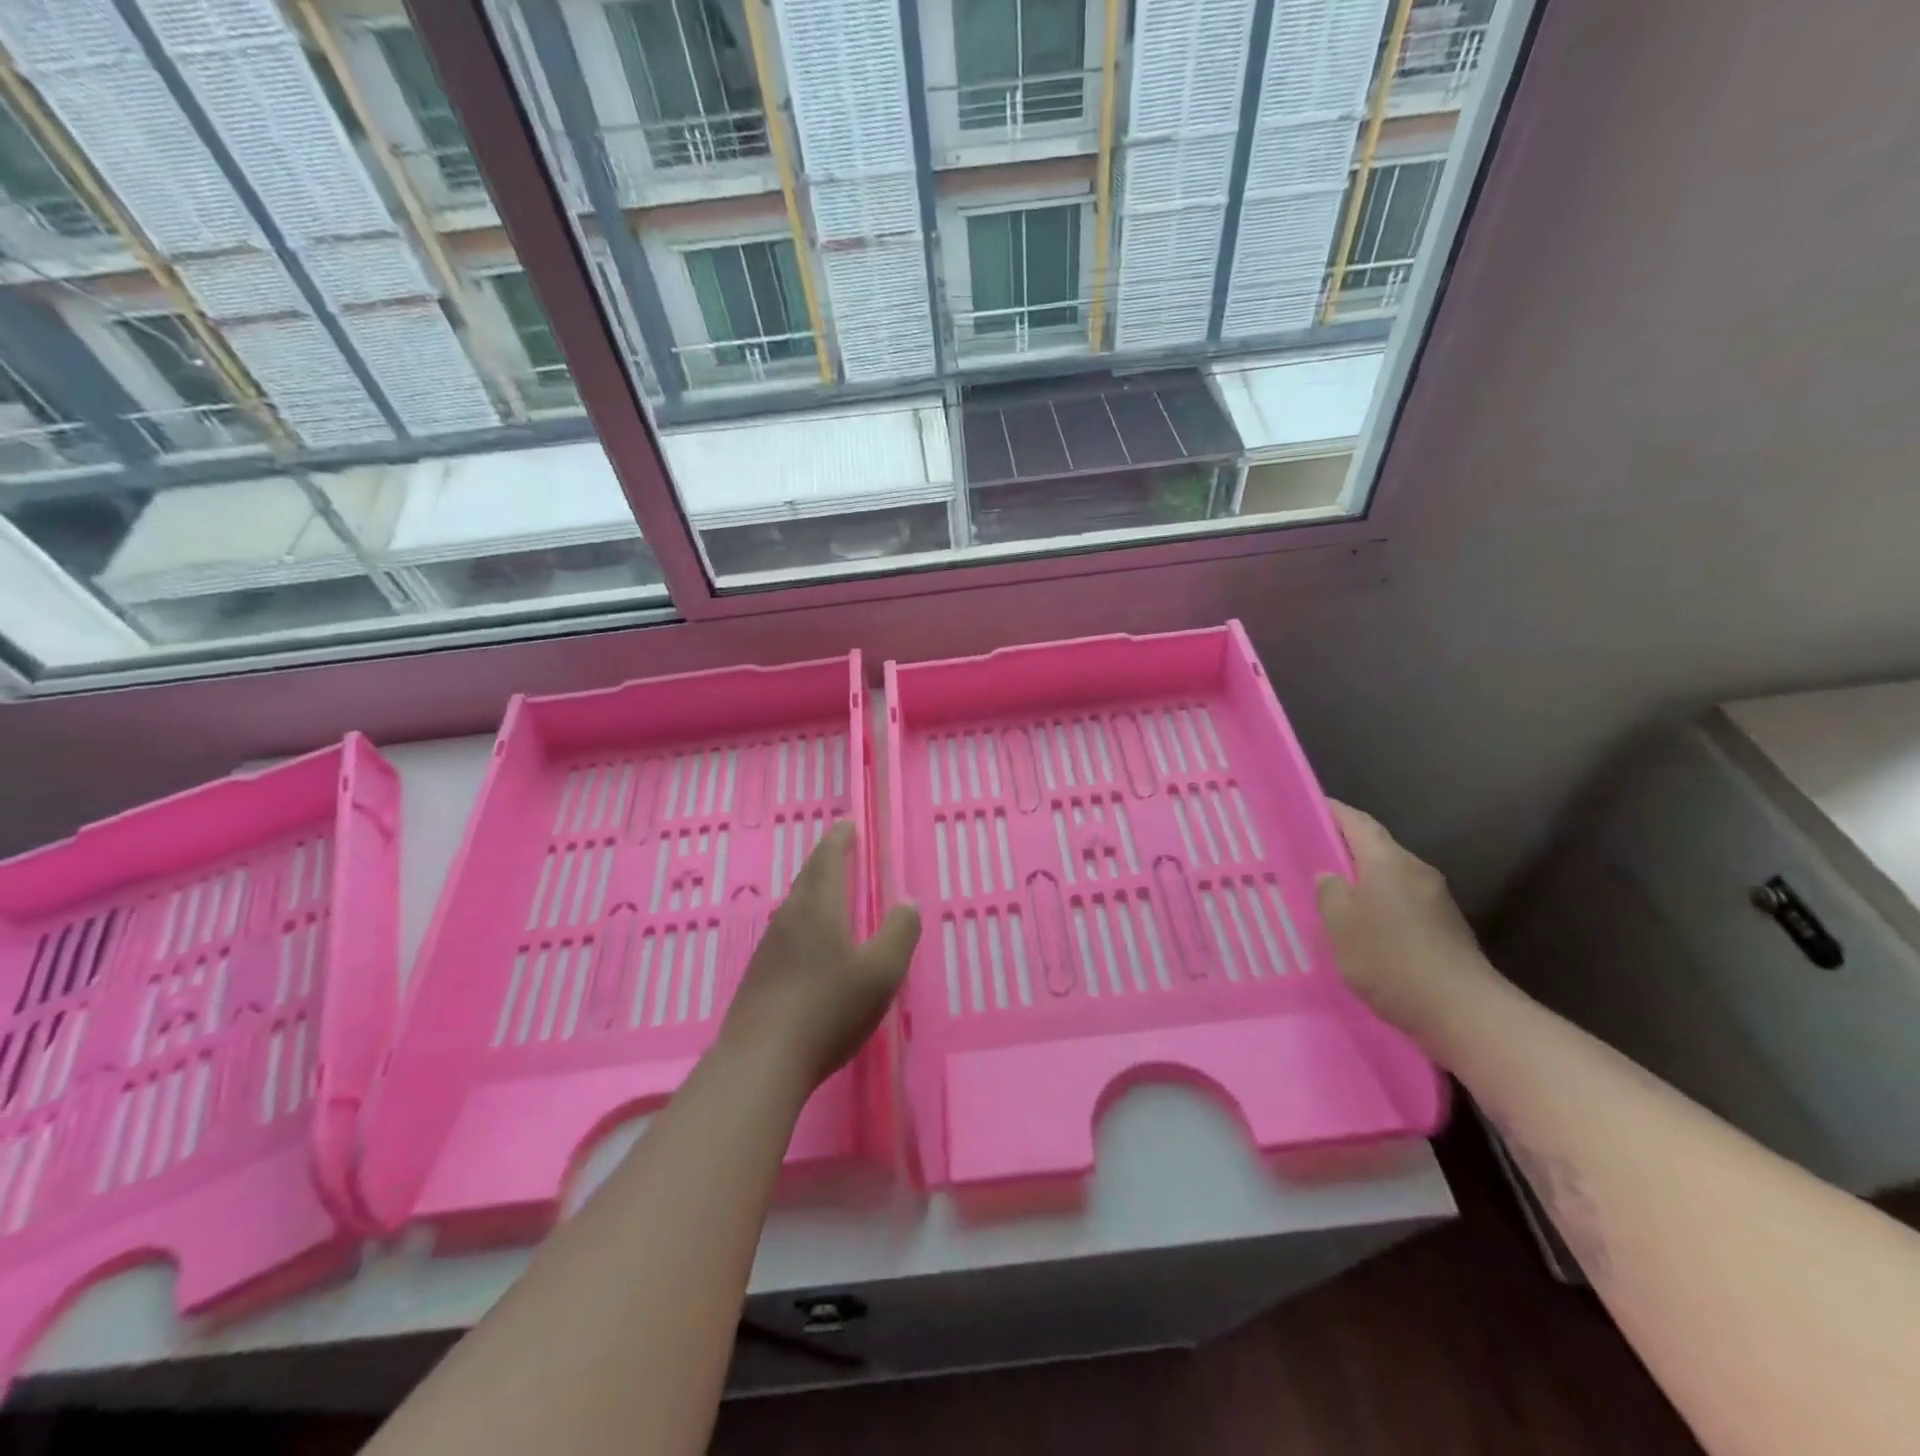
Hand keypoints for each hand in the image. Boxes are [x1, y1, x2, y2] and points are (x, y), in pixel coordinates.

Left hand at [720, 820, 920, 1091]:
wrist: (760, 1062)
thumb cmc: (828, 1010)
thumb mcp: (880, 973)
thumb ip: (899, 933)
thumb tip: (908, 901)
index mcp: (819, 908)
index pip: (828, 860)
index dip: (839, 840)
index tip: (847, 824)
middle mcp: (790, 918)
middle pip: (807, 878)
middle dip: (825, 859)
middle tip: (839, 847)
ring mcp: (769, 947)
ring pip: (794, 904)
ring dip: (812, 889)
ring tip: (827, 889)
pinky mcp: (759, 975)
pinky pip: (786, 931)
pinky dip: (803, 919)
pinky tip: (808, 941)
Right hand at [1316, 801, 1500, 1041]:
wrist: (1462, 1012)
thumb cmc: (1389, 958)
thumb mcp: (1340, 924)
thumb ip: (1330, 892)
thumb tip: (1331, 876)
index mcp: (1388, 861)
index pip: (1357, 822)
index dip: (1332, 812)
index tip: (1308, 809)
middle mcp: (1416, 870)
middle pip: (1375, 848)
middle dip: (1344, 850)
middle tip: (1310, 858)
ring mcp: (1435, 900)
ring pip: (1389, 878)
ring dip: (1362, 882)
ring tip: (1331, 897)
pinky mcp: (1445, 928)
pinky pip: (1402, 903)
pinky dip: (1379, 906)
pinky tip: (1362, 929)